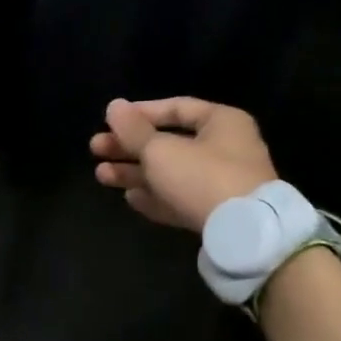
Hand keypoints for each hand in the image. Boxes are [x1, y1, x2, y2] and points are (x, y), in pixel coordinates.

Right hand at [90, 97, 276, 233]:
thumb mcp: (160, 149)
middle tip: (96, 149)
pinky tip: (129, 197)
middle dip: (129, 147)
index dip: (139, 112)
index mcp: (221, 122)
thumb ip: (133, 130)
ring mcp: (222, 184)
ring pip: (170, 173)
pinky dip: (155, 197)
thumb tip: (114, 106)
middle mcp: (225, 149)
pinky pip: (179, 199)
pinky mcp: (216, 214)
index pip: (175, 108)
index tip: (109, 120)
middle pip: (168, 143)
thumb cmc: (202, 177)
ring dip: (135, 173)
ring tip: (101, 175)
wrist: (244, 234)